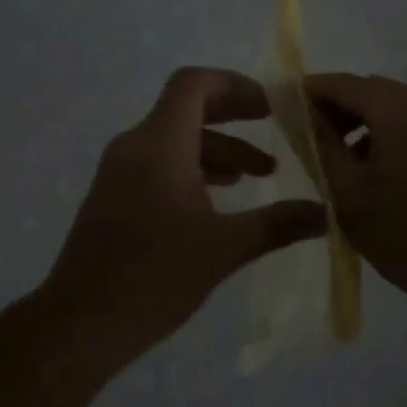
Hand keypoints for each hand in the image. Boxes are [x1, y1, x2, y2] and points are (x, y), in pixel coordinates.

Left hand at [42, 67, 327, 367]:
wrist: (80, 323)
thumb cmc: (155, 275)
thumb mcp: (225, 247)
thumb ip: (278, 223)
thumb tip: (327, 213)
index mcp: (160, 142)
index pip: (194, 84)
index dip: (235, 85)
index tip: (271, 107)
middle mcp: (135, 145)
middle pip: (186, 108)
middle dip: (233, 116)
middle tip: (272, 129)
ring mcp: (118, 172)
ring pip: (174, 140)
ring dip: (218, 150)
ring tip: (258, 176)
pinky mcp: (113, 197)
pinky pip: (158, 164)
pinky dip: (192, 169)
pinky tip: (218, 200)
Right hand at [305, 73, 406, 306]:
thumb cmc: (403, 234)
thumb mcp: (347, 190)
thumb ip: (320, 143)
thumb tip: (302, 114)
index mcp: (402, 110)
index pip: (345, 83)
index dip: (311, 90)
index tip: (284, 105)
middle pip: (372, 91)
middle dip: (338, 107)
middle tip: (308, 135)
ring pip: (395, 107)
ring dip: (363, 121)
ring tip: (339, 156)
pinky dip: (389, 133)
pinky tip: (375, 167)